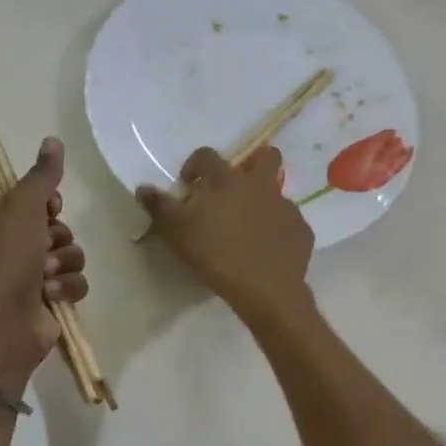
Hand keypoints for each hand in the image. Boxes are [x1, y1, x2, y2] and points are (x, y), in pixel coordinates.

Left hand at [0, 138, 88, 389]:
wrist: (6, 322)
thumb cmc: (7, 260)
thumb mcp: (22, 208)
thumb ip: (42, 177)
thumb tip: (54, 140)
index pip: (34, 202)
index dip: (48, 206)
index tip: (50, 210)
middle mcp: (10, 248)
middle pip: (57, 228)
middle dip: (58, 239)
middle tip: (44, 250)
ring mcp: (30, 277)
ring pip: (71, 255)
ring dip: (65, 264)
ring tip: (47, 277)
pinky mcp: (50, 300)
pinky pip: (76, 282)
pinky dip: (68, 287)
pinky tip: (53, 295)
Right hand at [137, 146, 313, 326]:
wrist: (265, 288)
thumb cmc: (216, 255)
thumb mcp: (178, 232)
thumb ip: (160, 207)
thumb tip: (143, 188)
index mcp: (227, 180)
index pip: (208, 156)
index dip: (195, 165)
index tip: (189, 184)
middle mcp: (260, 185)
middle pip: (266, 157)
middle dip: (253, 164)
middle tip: (235, 190)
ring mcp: (285, 207)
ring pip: (277, 193)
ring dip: (263, 203)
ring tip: (250, 229)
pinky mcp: (301, 230)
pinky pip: (288, 224)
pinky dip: (278, 232)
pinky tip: (268, 251)